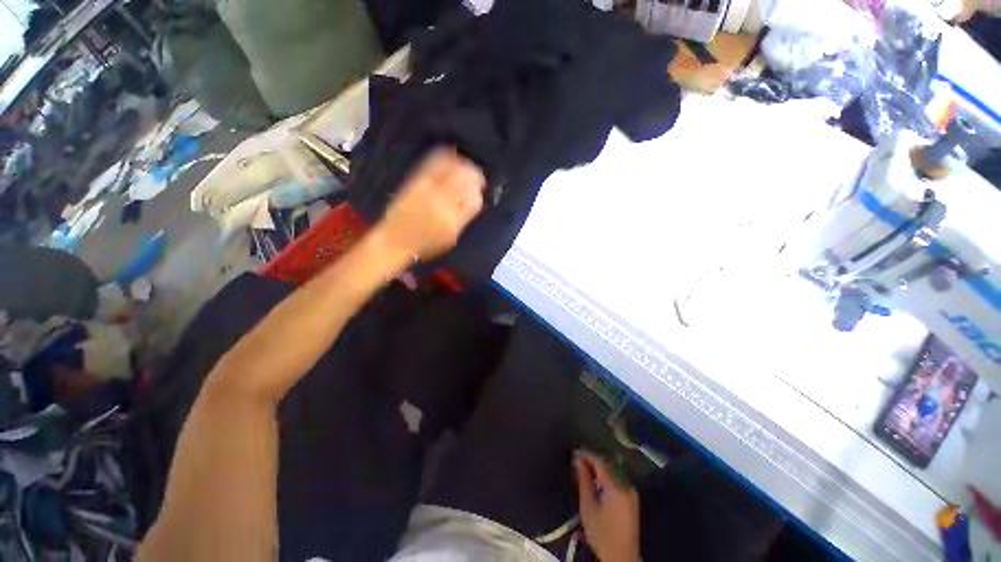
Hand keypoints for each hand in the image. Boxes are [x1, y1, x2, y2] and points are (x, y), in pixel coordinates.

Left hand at [376, 148, 484, 261]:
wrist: (395, 239)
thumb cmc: (426, 244)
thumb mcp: (451, 238)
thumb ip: (464, 219)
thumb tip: (475, 198)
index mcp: (452, 221)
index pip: (473, 201)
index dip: (478, 193)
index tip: (479, 190)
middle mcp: (441, 203)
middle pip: (465, 179)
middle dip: (474, 174)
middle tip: (476, 175)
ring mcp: (427, 189)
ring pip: (452, 168)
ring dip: (463, 164)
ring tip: (466, 166)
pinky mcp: (416, 181)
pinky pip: (434, 163)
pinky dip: (445, 156)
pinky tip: (451, 156)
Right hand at [575, 451, 640, 561]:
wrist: (620, 558)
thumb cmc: (601, 534)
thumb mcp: (588, 507)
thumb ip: (583, 480)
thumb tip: (577, 460)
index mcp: (617, 487)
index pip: (600, 462)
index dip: (587, 455)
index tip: (574, 452)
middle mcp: (627, 486)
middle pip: (608, 465)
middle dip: (592, 461)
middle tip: (577, 460)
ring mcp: (631, 493)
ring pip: (613, 472)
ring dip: (599, 469)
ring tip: (584, 469)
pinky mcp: (632, 500)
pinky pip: (617, 480)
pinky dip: (606, 477)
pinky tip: (596, 480)